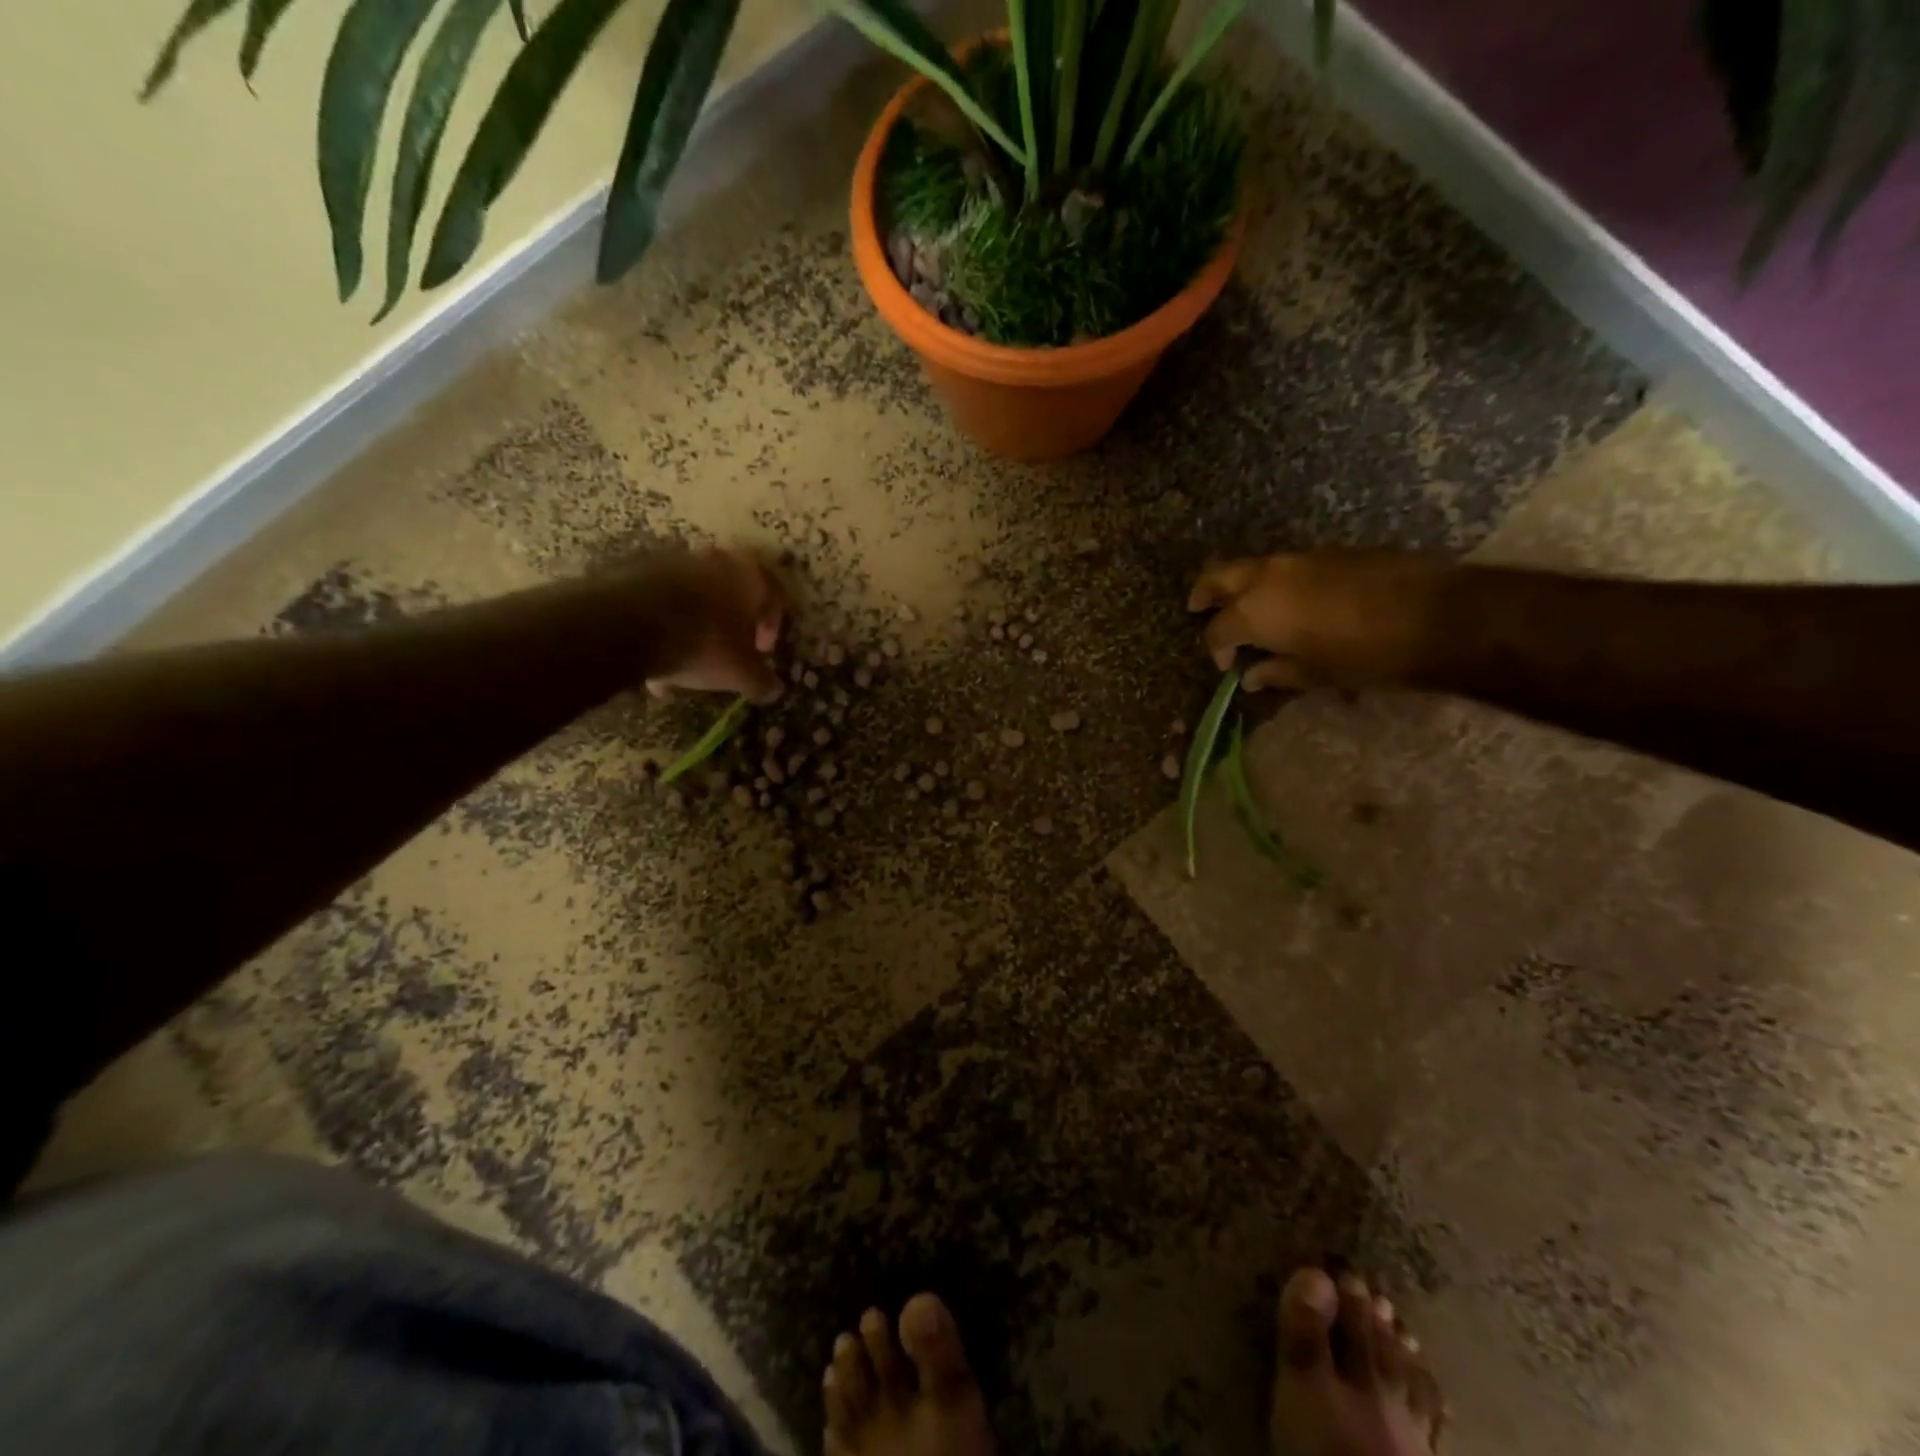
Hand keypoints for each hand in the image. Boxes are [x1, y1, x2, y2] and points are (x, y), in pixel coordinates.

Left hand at [637, 548, 786, 703]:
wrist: (630, 624)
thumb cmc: (704, 644)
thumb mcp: (741, 673)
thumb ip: (762, 681)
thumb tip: (776, 690)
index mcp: (750, 576)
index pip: (775, 597)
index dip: (772, 628)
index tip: (761, 652)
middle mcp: (717, 560)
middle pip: (732, 594)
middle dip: (732, 626)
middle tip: (728, 653)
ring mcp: (675, 562)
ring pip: (695, 599)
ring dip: (696, 628)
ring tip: (687, 664)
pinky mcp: (640, 571)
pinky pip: (663, 603)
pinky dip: (665, 628)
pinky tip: (656, 662)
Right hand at [1187, 551, 1448, 690]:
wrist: (1437, 615)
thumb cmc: (1366, 657)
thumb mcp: (1316, 674)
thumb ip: (1276, 672)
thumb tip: (1250, 676)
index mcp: (1256, 611)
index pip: (1218, 629)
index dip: (1216, 650)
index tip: (1228, 666)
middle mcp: (1268, 577)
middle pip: (1220, 576)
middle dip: (1205, 593)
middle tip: (1198, 607)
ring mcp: (1301, 558)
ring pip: (1256, 567)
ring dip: (1244, 586)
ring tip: (1250, 609)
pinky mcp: (1332, 551)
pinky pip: (1289, 565)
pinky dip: (1278, 581)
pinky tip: (1295, 601)